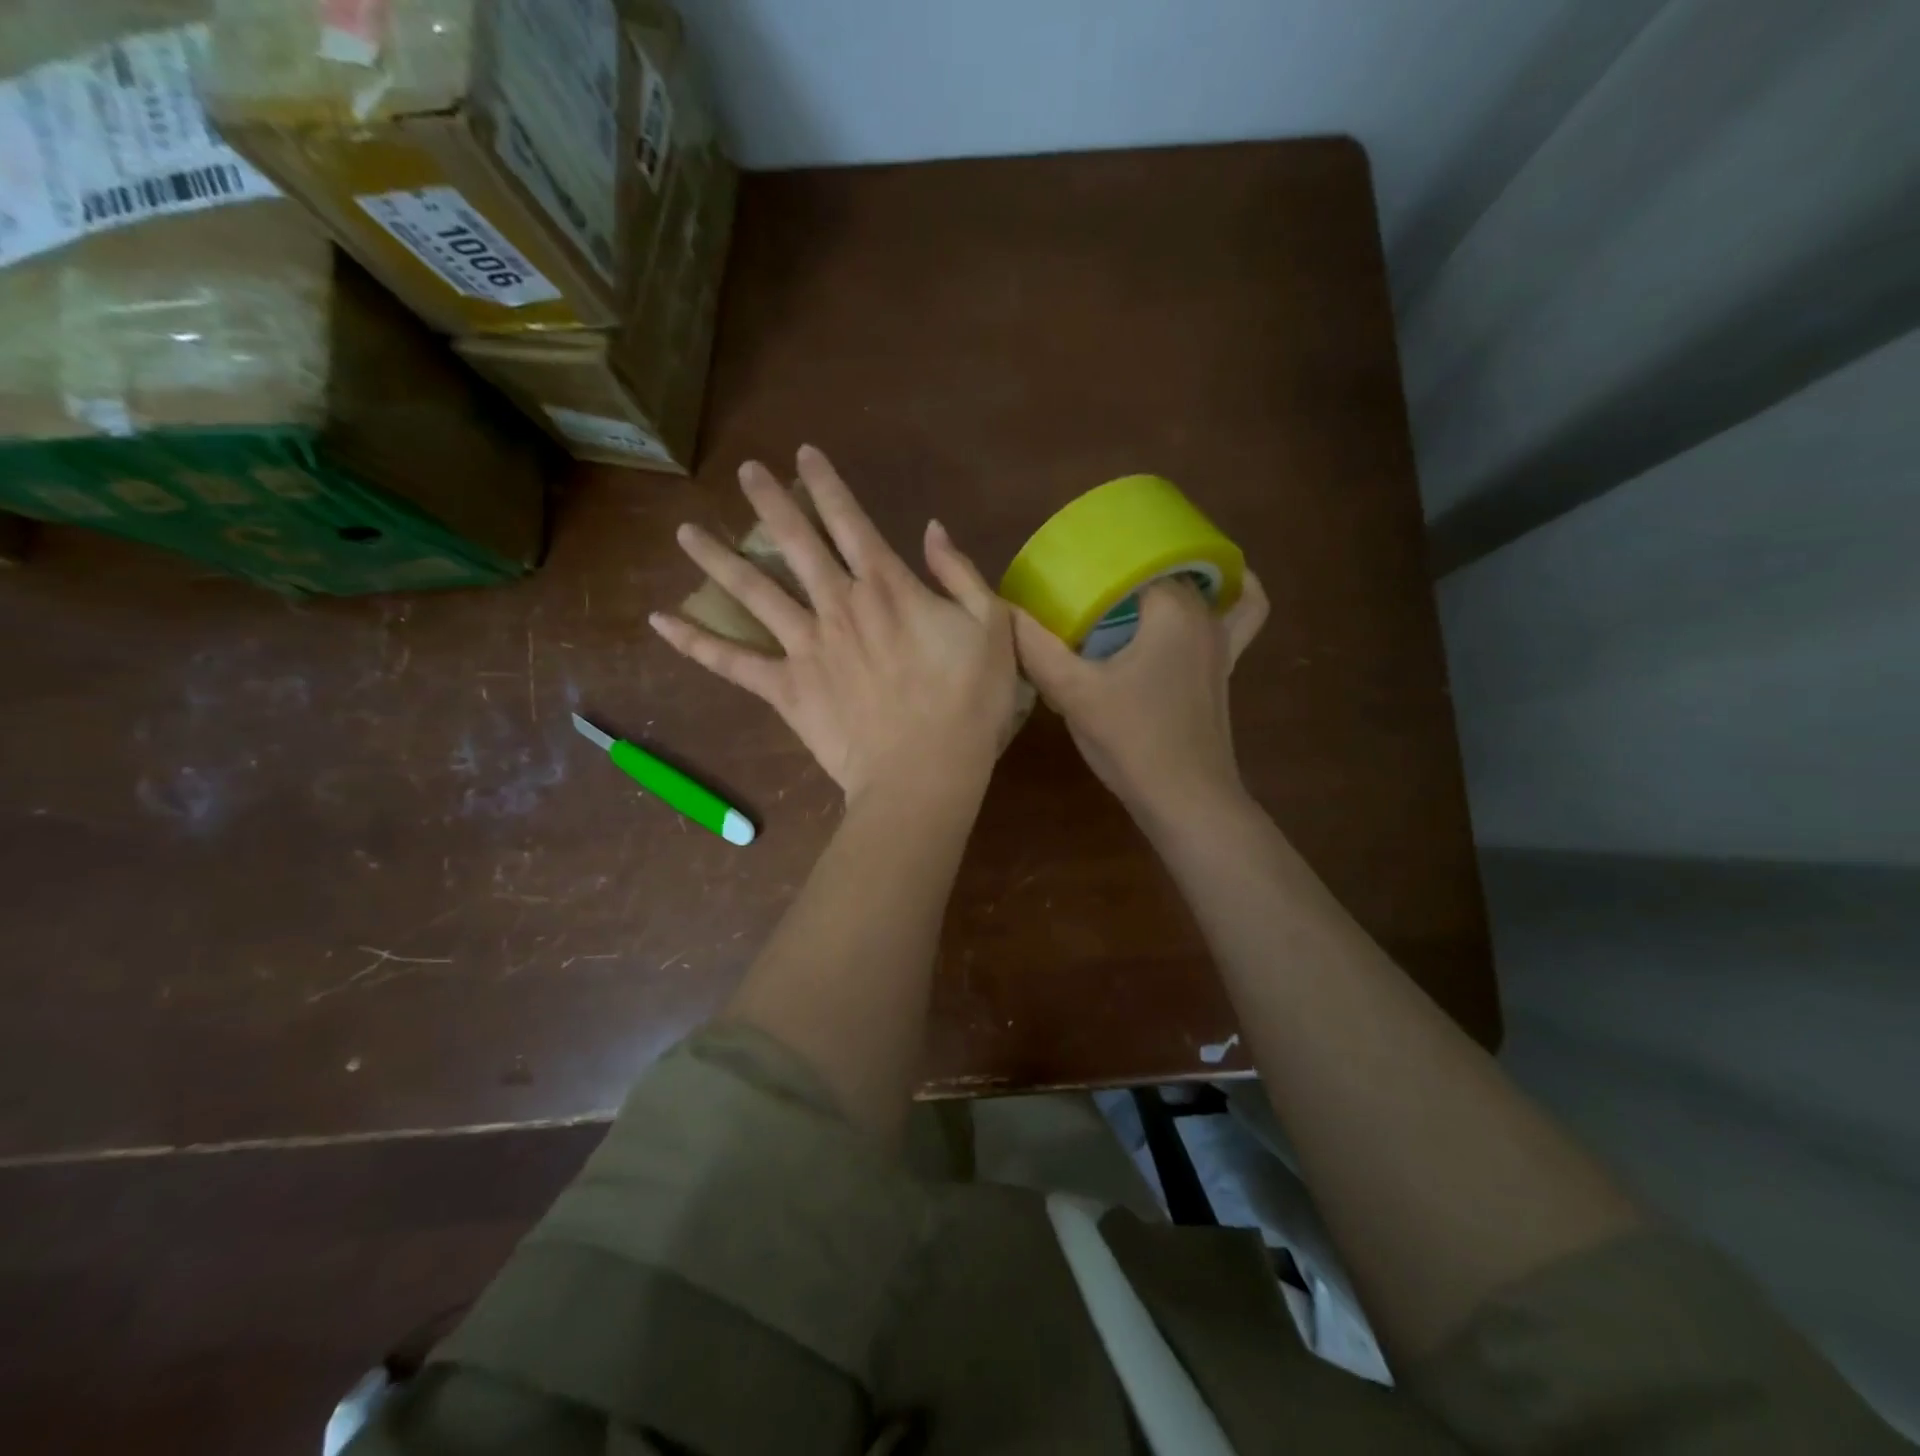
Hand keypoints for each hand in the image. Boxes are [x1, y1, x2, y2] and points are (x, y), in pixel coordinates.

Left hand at [651, 446, 1018, 803]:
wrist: (926, 771)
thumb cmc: (968, 703)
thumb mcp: (990, 628)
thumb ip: (960, 573)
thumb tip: (931, 529)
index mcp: (886, 587)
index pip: (850, 520)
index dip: (826, 484)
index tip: (803, 454)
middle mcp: (837, 605)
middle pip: (796, 543)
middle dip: (770, 502)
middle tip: (746, 472)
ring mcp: (805, 647)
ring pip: (753, 591)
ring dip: (719, 559)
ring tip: (686, 532)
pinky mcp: (785, 688)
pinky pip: (732, 662)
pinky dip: (696, 642)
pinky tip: (660, 622)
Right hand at [1013, 572, 1268, 823]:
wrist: (1186, 799)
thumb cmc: (1132, 740)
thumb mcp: (1074, 693)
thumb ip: (1036, 648)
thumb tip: (1005, 612)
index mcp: (1172, 607)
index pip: (1134, 558)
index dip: (1097, 562)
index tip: (1065, 571)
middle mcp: (1204, 614)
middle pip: (1165, 568)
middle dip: (1126, 569)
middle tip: (1084, 583)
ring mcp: (1222, 642)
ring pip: (1205, 586)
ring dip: (1173, 577)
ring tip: (1134, 583)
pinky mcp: (1225, 669)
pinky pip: (1241, 615)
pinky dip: (1229, 597)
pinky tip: (1203, 598)